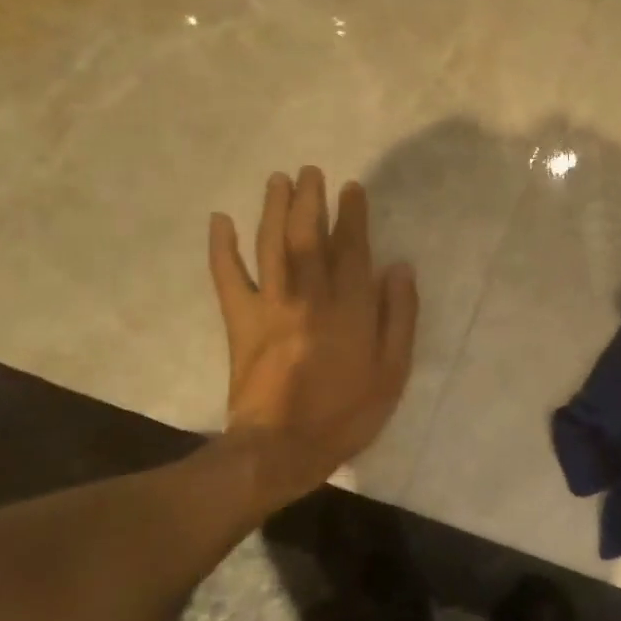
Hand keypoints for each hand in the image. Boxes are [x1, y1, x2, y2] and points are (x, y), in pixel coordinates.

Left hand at [208, 167, 417, 510]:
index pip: (352, 248)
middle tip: (310, 171)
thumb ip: (398, 316)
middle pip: (308, 237)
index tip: (351, 188)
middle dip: (310, 201)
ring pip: (272, 246)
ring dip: (273, 210)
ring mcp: (271, 306)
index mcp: (350, 307)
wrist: (281, 449)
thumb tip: (399, 267)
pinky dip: (222, 248)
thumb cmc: (346, 412)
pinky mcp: (241, 322)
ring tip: (278, 180)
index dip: (352, 215)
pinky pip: (228, 278)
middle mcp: (310, 295)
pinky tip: (220, 221)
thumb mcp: (392, 371)